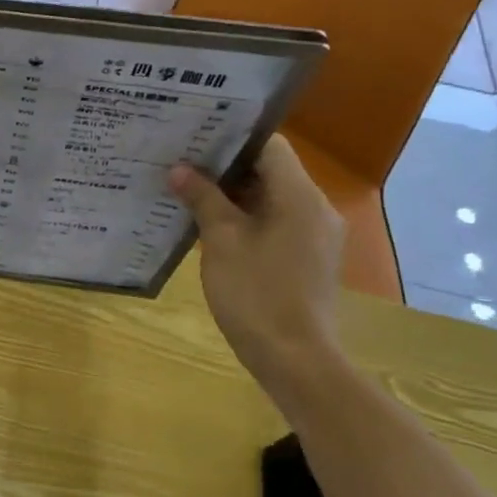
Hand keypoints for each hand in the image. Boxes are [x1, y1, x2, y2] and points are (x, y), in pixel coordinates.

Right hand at [168, 136, 344, 380]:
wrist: (294, 359)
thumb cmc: (256, 294)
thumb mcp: (221, 242)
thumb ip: (203, 199)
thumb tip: (179, 169)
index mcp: (300, 197)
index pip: (270, 145)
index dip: (232, 138)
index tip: (195, 139)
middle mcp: (316, 209)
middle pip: (271, 171)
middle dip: (226, 168)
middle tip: (181, 164)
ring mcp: (316, 236)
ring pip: (272, 199)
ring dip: (233, 196)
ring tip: (188, 193)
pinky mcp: (308, 259)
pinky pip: (276, 224)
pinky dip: (246, 219)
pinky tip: (211, 229)